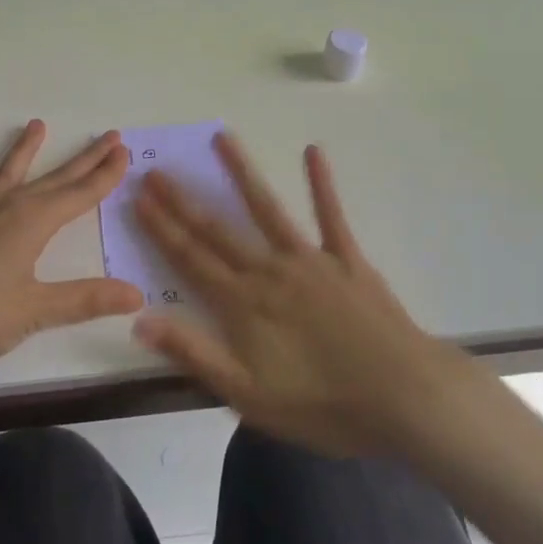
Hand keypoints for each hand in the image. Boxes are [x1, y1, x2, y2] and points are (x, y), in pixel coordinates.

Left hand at [0, 119, 142, 385]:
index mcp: (32, 224)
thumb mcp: (38, 311)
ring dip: (21, 152)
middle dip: (83, 159)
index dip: (105, 175)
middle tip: (107, 136)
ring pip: (2, 176)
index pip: (79, 194)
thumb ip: (87, 299)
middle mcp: (4, 209)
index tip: (124, 151)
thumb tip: (137, 294)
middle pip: (52, 180)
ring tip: (37, 125)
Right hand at [132, 132, 480, 456]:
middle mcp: (269, 270)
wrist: (404, 398)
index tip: (138, 198)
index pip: (190, 258)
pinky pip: (331, 215)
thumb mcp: (247, 395)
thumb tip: (140, 318)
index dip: (161, 228)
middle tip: (157, 169)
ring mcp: (310, 259)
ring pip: (267, 208)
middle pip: (217, 229)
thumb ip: (193, 353)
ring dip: (242, 172)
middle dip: (182, 200)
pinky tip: (313, 151)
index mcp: (242, 303)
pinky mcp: (347, 259)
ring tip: (221, 137)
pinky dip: (321, 183)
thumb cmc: (322, 406)